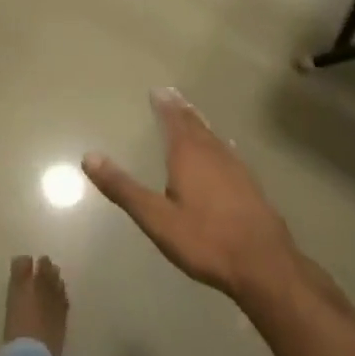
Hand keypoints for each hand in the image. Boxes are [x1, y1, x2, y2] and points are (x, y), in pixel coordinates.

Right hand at [84, 88, 313, 305]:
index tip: (158, 90)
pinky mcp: (251, 186)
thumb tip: (89, 157)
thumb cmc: (205, 240)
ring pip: (214, 136)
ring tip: (193, 113)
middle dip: (182, 109)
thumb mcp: (156, 218)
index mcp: (188, 156)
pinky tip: (226, 147)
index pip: (174, 121)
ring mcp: (236, 169)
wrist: (265, 265)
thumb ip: (123, 188)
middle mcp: (213, 154)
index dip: (165, 105)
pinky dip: (220, 142)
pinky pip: (230, 152)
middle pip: (195, 124)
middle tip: (173, 93)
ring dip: (201, 123)